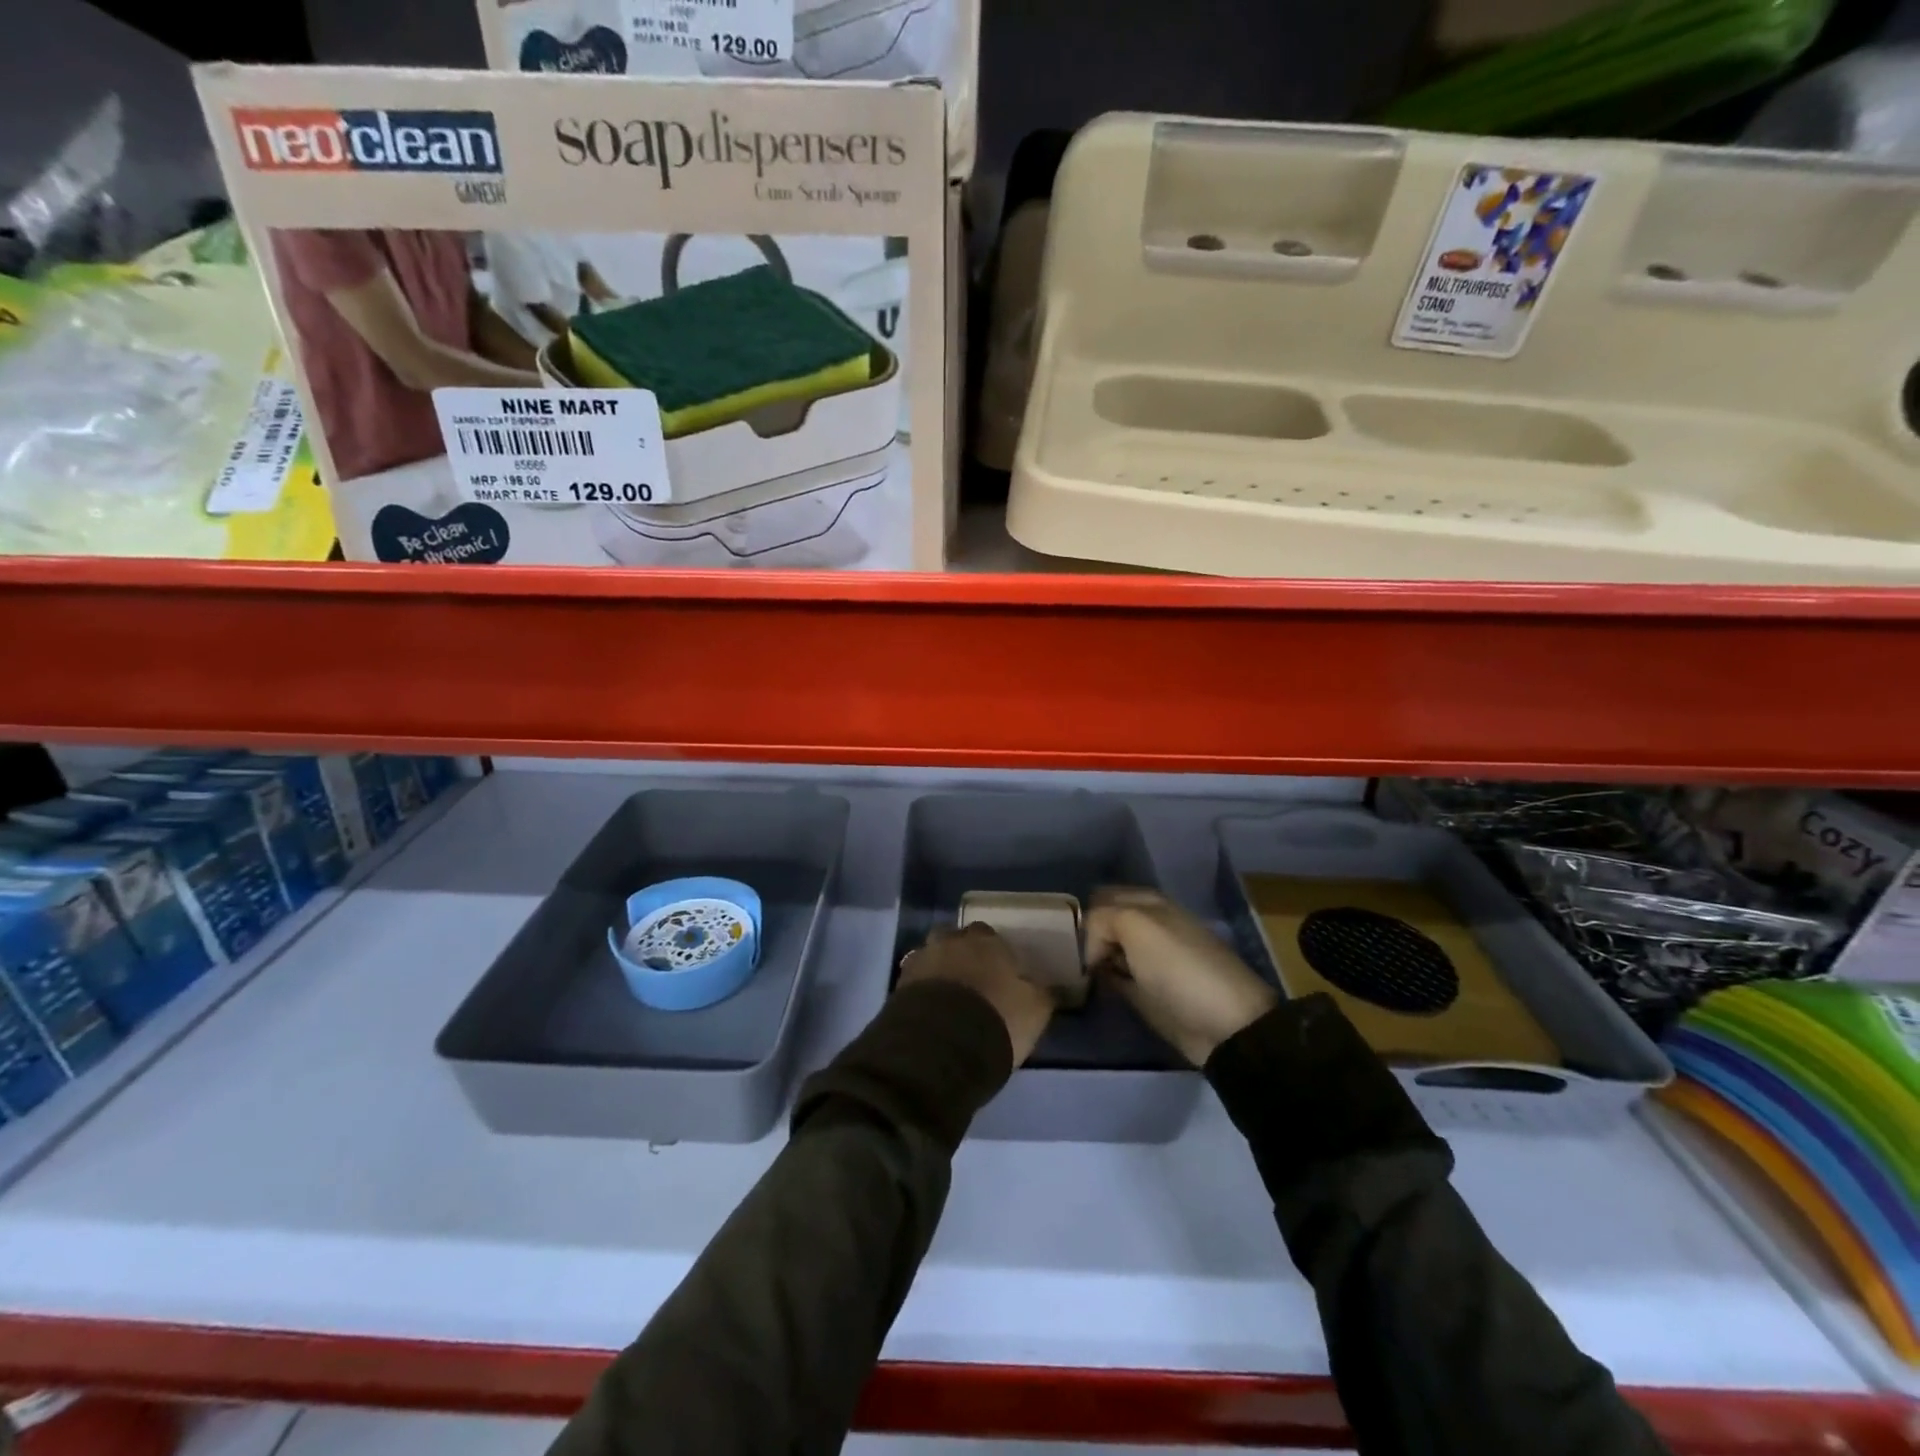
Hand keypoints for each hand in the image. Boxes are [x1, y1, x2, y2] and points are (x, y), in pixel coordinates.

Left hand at [898, 922, 1054, 1064]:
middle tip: (973, 982)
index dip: (996, 955)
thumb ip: (1041, 993)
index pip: (991, 936)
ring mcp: (922, 959)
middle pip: (957, 940)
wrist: (942, 1044)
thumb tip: (1046, 986)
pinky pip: (916, 980)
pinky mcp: (900, 984)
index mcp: (987, 941)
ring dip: (940, 970)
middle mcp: (952, 941)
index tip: (1000, 975)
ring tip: (949, 997)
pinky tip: (932, 1009)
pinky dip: (923, 990)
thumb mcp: (1035, 1010)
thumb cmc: (997, 1018)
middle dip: (963, 955)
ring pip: (933, 956)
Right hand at [1083, 887, 1278, 1065]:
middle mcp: (1147, 926)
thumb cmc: (1179, 968)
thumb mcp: (1137, 926)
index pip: (1101, 898)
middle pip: (1103, 924)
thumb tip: (1090, 948)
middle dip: (1085, 936)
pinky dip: (1101, 981)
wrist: (1224, 1025)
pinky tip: (1089, 988)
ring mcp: (1147, 960)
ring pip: (1107, 950)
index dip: (1084, 915)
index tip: (1068, 940)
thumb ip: (1101, 919)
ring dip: (1091, 959)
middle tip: (1066, 958)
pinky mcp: (1146, 991)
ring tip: (1071, 974)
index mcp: (1148, 903)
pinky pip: (1114, 977)